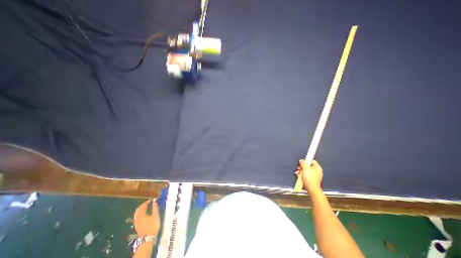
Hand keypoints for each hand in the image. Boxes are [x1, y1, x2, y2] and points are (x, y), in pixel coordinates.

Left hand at [134, 199, 160, 236]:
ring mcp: (137, 222)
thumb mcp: (155, 216)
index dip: (147, 202)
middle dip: (142, 205)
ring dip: (141, 209)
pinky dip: (140, 213)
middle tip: (148, 202)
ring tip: (146, 207)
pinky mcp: (137, 226)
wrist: (148, 238)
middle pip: (138, 210)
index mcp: (142, 215)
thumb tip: (154, 202)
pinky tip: (144, 214)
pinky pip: (137, 217)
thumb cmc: (153, 225)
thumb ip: (155, 208)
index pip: (143, 206)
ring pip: (137, 214)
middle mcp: (137, 218)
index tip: (151, 199)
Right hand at [298, 159, 321, 192]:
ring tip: (297, 173)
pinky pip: (306, 174)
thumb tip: (301, 160)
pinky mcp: (312, 179)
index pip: (312, 161)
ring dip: (301, 171)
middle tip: (298, 168)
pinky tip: (298, 175)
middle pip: (308, 166)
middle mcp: (317, 170)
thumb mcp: (305, 168)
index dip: (306, 161)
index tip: (301, 163)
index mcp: (317, 167)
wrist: (311, 189)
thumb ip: (303, 163)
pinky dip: (302, 174)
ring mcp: (314, 175)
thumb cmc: (309, 177)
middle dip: (302, 167)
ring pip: (306, 170)